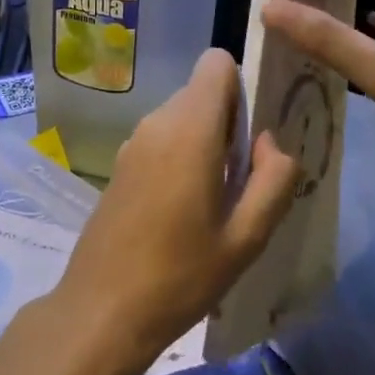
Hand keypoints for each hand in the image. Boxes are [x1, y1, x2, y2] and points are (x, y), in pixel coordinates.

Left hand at [53, 50, 299, 374]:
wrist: (100, 312)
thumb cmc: (180, 276)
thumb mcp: (246, 237)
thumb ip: (274, 179)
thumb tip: (270, 142)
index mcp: (189, 128)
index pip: (217, 63)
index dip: (242, 87)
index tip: (255, 133)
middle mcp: (157, 122)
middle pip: (203, 93)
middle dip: (230, 123)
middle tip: (245, 180)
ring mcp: (133, 143)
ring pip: (183, 117)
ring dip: (207, 144)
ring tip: (218, 203)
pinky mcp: (120, 165)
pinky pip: (163, 140)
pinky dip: (182, 157)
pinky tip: (185, 213)